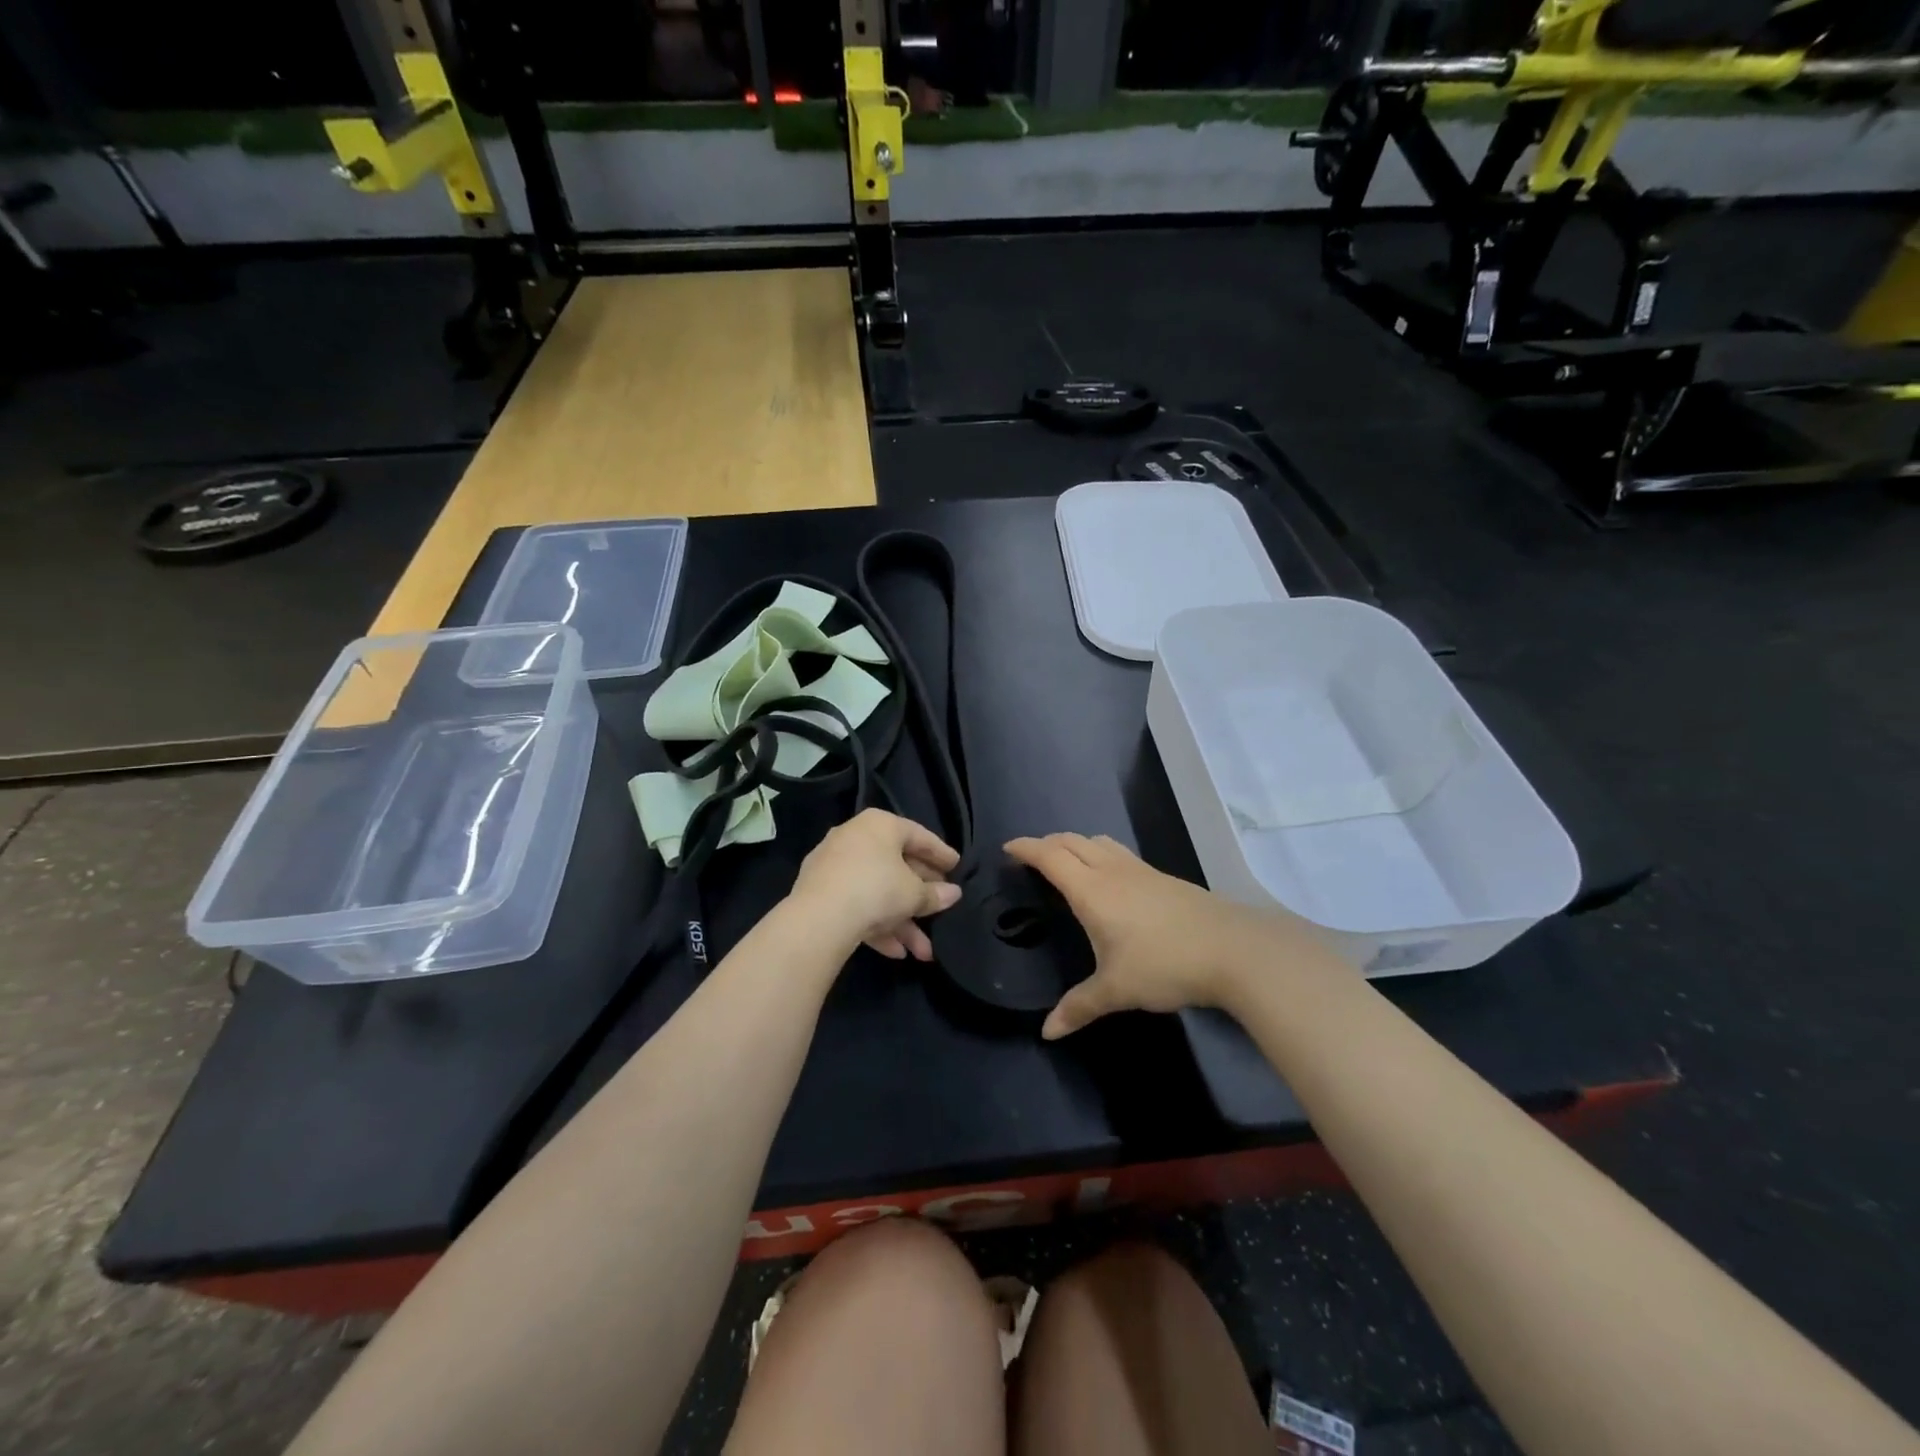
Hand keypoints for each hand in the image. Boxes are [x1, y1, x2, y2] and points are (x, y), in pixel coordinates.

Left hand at [789, 809, 962, 961]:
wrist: (819, 918)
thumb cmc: (876, 889)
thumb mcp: (914, 894)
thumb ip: (935, 894)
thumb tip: (953, 894)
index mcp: (879, 825)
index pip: (918, 835)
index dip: (940, 853)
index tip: (957, 866)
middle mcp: (854, 838)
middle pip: (897, 865)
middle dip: (921, 896)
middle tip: (942, 907)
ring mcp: (833, 865)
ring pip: (877, 891)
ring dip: (902, 922)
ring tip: (923, 952)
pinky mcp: (819, 893)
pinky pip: (857, 904)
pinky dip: (877, 925)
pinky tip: (896, 952)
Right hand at [1005, 833, 1318, 1038]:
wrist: (1232, 948)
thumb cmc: (1164, 964)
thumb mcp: (1116, 990)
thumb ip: (1079, 1007)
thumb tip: (1047, 1032)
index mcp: (1092, 890)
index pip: (1050, 856)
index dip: (1026, 848)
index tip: (1008, 848)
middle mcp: (1113, 871)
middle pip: (1072, 841)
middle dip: (1048, 842)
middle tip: (1032, 856)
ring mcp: (1141, 870)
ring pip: (1100, 842)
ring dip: (1077, 844)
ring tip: (1068, 862)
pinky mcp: (1164, 878)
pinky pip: (1120, 854)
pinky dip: (1101, 854)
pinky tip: (1111, 880)